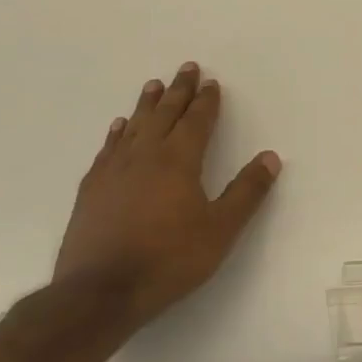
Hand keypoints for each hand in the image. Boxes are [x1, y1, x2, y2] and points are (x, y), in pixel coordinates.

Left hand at [55, 62, 280, 327]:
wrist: (99, 294)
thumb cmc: (169, 260)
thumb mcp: (221, 229)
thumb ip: (246, 192)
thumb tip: (270, 157)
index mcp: (178, 161)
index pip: (196, 121)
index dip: (206, 101)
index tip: (211, 82)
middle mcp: (145, 156)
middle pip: (164, 115)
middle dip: (178, 91)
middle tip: (186, 68)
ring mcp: (113, 172)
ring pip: (134, 127)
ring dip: (147, 105)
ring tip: (153, 85)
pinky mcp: (91, 190)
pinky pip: (108, 149)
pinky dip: (117, 133)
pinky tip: (119, 127)